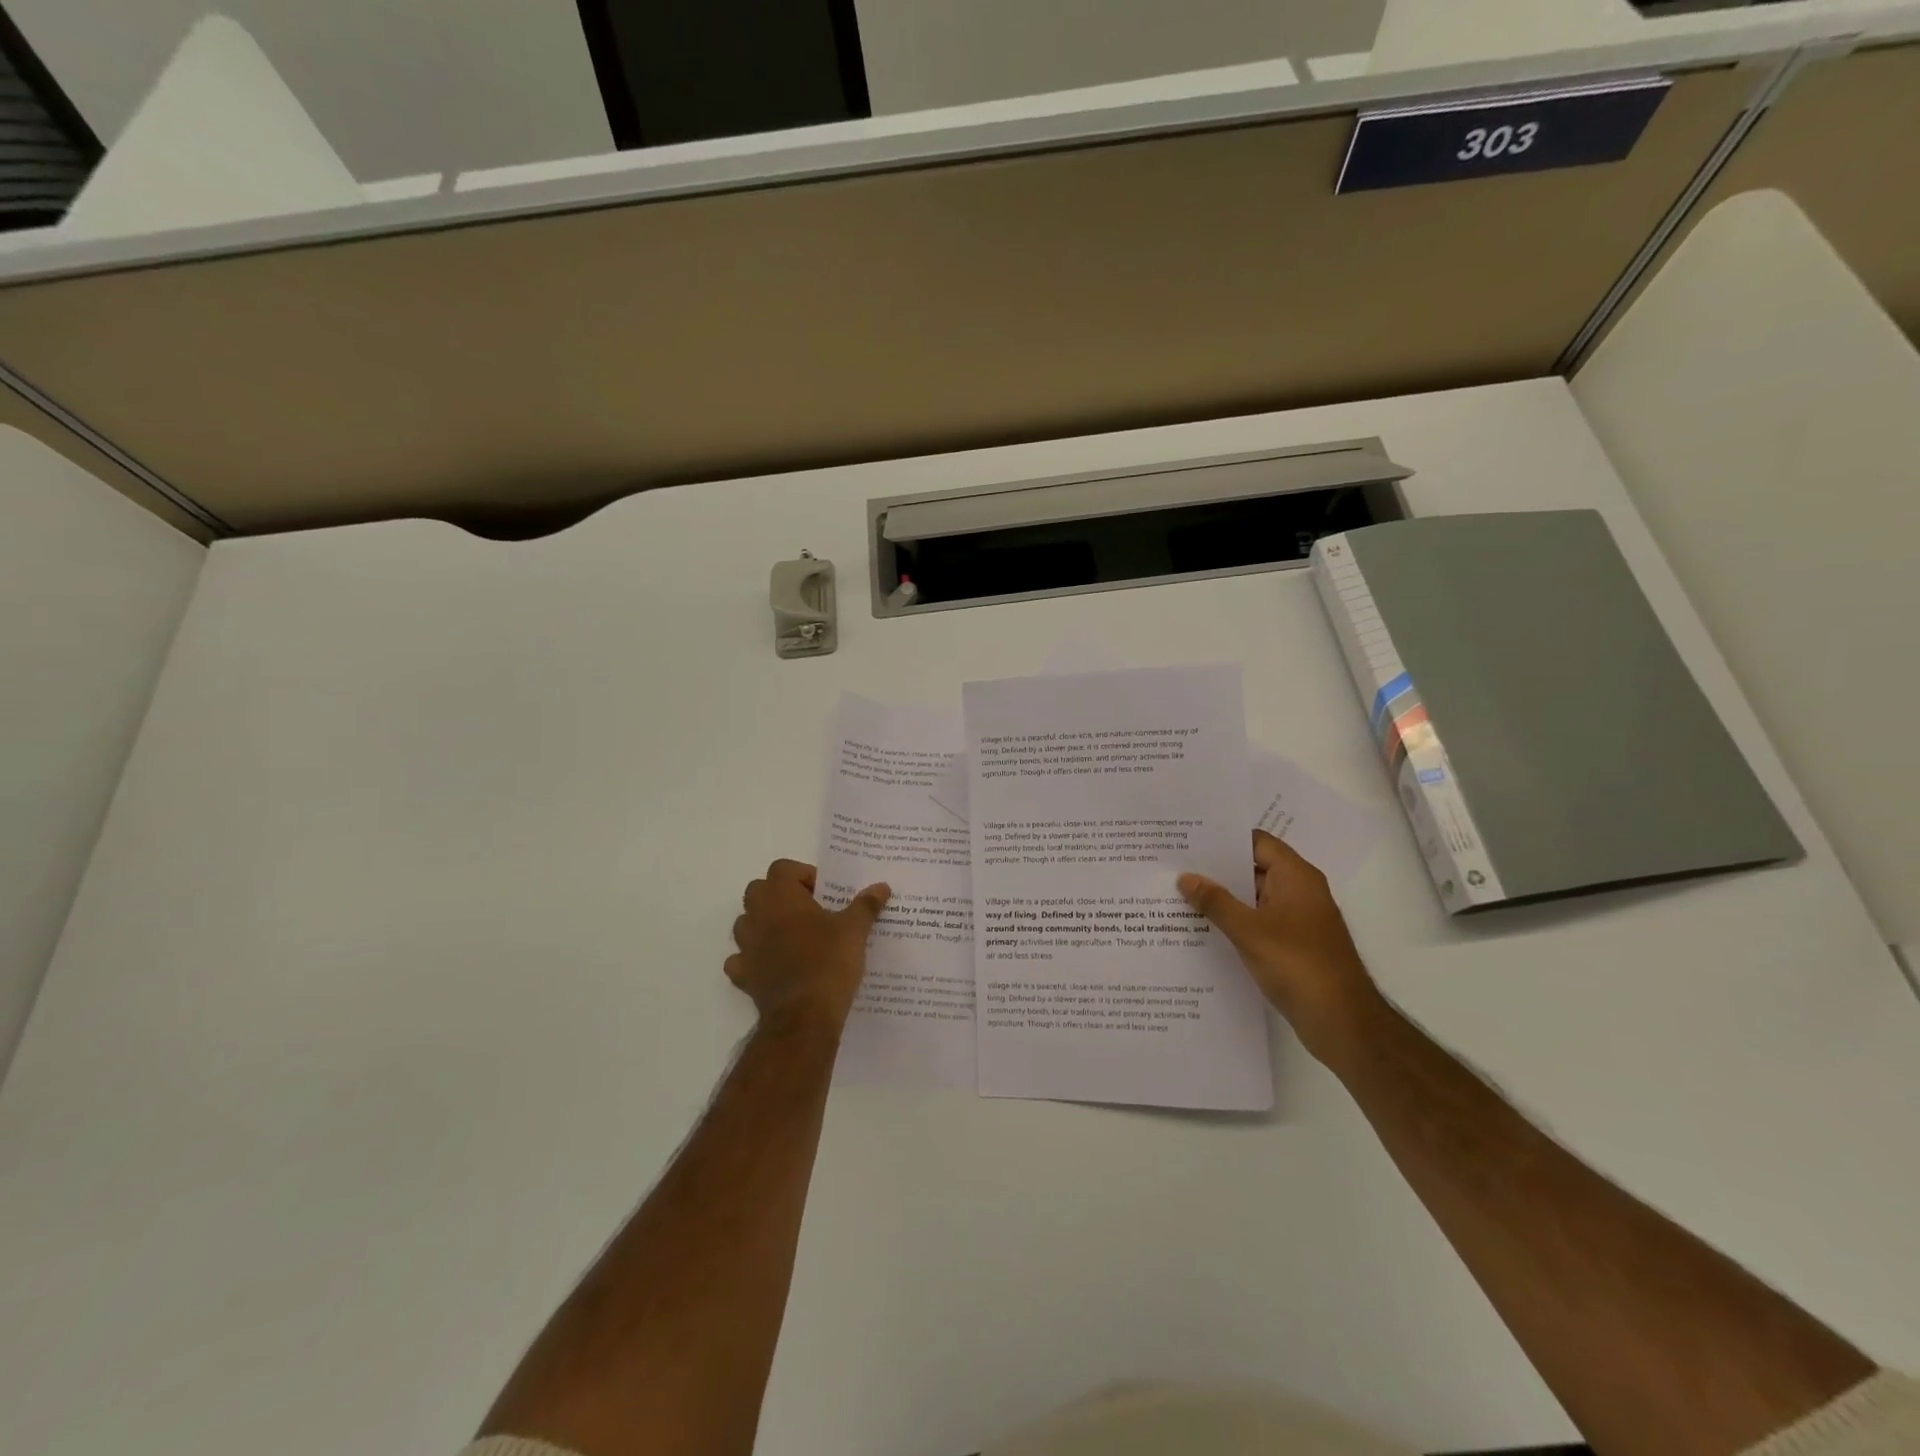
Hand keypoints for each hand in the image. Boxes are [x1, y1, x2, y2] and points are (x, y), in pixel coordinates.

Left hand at [728, 859, 890, 1033]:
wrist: (804, 1016)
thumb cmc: (829, 962)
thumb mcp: (855, 930)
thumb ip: (866, 905)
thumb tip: (881, 887)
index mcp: (781, 897)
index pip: (782, 868)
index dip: (802, 875)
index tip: (824, 893)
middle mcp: (757, 916)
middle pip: (759, 891)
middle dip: (781, 896)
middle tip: (810, 911)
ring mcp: (746, 947)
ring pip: (746, 923)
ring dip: (765, 924)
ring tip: (794, 937)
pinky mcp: (744, 976)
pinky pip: (742, 959)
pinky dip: (754, 959)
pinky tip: (774, 966)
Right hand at [1178, 830, 1383, 1062]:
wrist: (1342, 1022)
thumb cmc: (1297, 965)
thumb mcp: (1249, 930)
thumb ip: (1215, 902)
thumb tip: (1186, 877)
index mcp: (1296, 877)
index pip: (1257, 842)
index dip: (1224, 838)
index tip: (1188, 837)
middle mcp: (1300, 891)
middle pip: (1254, 868)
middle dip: (1217, 868)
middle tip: (1175, 864)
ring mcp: (1298, 919)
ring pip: (1254, 897)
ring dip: (1224, 897)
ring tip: (1180, 893)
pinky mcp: (1294, 945)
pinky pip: (1259, 921)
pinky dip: (1235, 920)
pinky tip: (1203, 927)